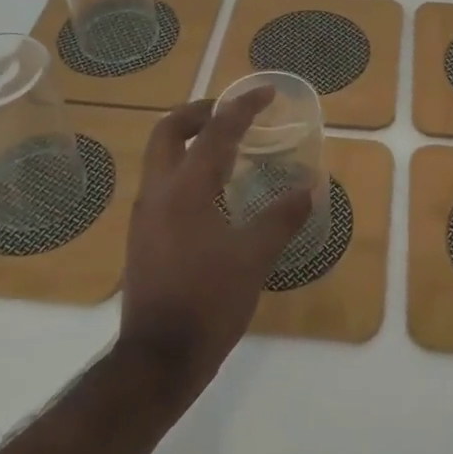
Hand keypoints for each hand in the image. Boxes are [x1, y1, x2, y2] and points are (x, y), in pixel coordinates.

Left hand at [118, 86, 311, 403]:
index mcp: (185, 189)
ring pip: (161, 156)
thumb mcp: (254, 258)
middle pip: (169, 130)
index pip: (216, 131)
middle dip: (200, 112)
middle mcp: (158, 192)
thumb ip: (282, 218)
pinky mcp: (143, 236)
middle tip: (232, 112)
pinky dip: (186, 169)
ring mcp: (145, 215)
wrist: (156, 361)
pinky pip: (163, 183)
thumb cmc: (207, 302)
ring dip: (191, 140)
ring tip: (227, 148)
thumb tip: (309, 188)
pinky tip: (213, 193)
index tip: (267, 92)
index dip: (243, 107)